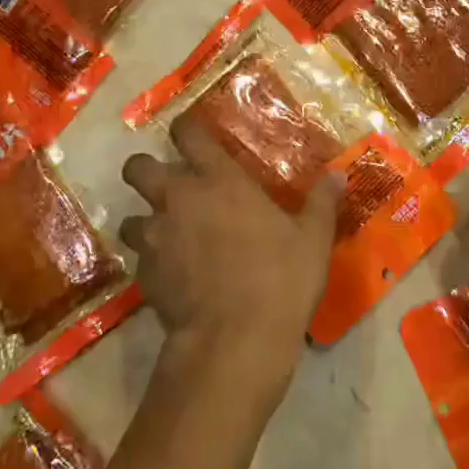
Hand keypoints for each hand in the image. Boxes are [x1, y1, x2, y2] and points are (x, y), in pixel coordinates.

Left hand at [119, 123, 339, 386]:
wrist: (235, 340)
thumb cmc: (280, 279)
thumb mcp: (312, 239)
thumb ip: (321, 202)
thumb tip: (338, 175)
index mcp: (220, 180)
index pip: (187, 132)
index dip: (186, 129)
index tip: (193, 135)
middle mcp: (178, 199)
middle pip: (137, 166)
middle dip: (146, 170)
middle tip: (169, 186)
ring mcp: (155, 237)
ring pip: (129, 216)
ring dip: (145, 221)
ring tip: (169, 236)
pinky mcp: (144, 275)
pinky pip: (139, 258)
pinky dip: (152, 261)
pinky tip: (174, 276)